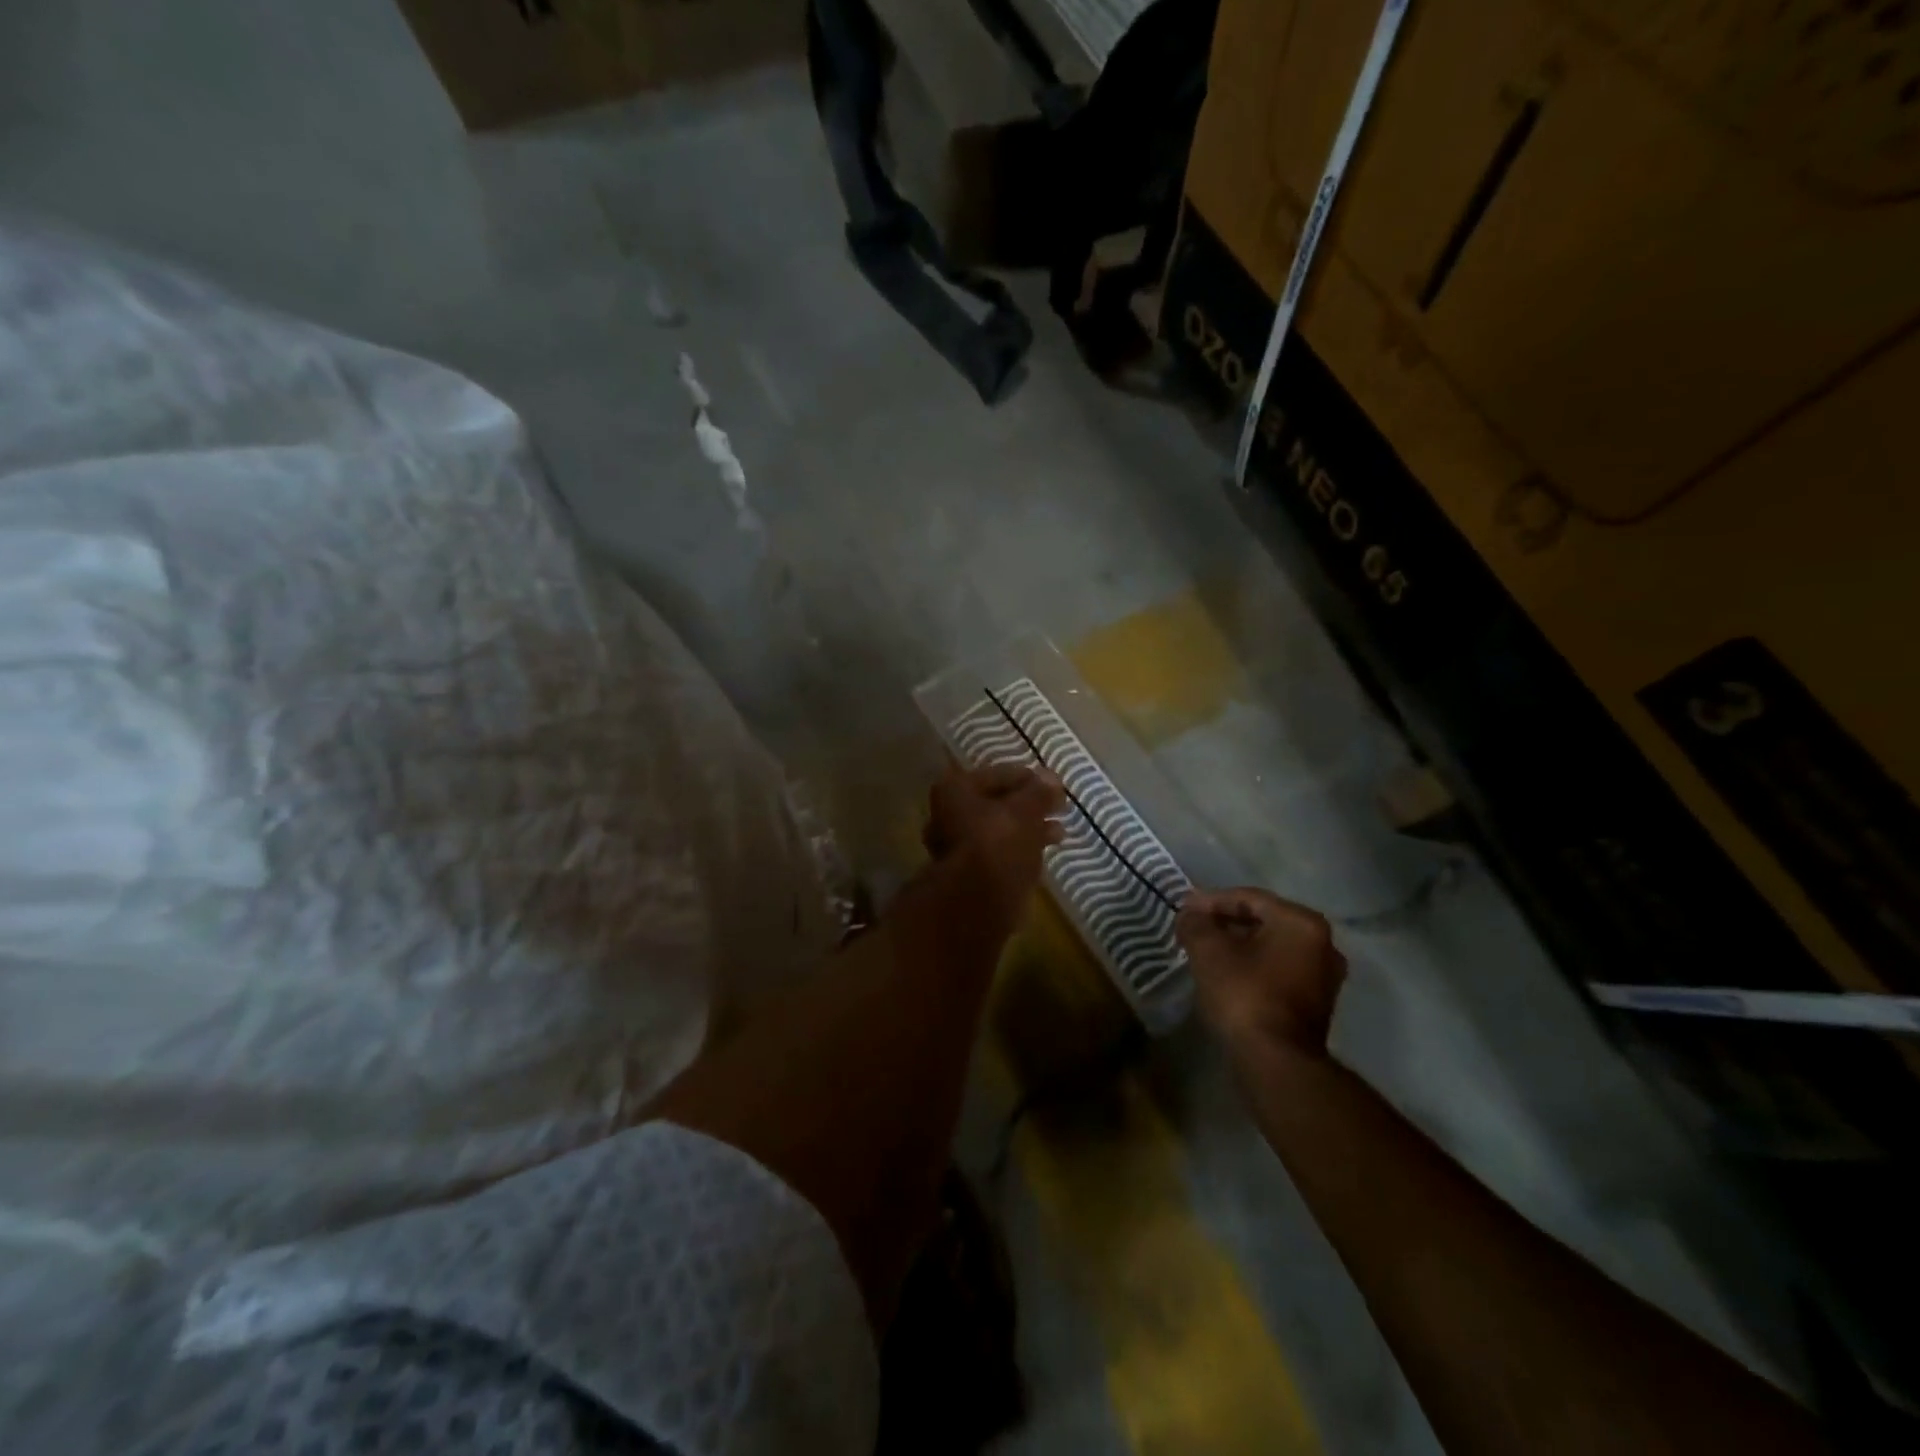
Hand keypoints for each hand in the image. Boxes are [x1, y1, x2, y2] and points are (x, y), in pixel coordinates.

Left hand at [924, 761, 1065, 938]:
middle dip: (1030, 806)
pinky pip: (999, 853)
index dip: (1030, 778)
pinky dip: (1020, 850)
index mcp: (956, 790)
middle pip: (997, 803)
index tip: (1056, 786)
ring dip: (1029, 829)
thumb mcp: (1025, 811)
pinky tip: (1044, 853)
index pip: (999, 774)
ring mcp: (956, 847)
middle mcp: (948, 814)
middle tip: (1059, 807)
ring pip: (999, 830)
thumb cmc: (999, 842)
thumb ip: (1039, 792)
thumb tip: (1050, 778)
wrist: (978, 902)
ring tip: (1060, 832)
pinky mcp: (968, 875)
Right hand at [1176, 887, 1346, 1057]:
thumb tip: (1189, 914)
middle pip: (1264, 921)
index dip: (1211, 901)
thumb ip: (1196, 923)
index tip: (1184, 910)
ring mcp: (1324, 976)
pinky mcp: (1316, 1003)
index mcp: (1302, 922)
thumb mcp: (1209, 951)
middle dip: (1226, 922)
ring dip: (1239, 945)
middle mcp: (1323, 943)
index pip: (1249, 898)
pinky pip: (1278, 970)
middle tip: (1193, 928)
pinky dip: (1253, 966)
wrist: (1276, 1061)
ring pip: (1271, 947)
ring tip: (1206, 951)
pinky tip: (1227, 974)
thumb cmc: (1245, 994)